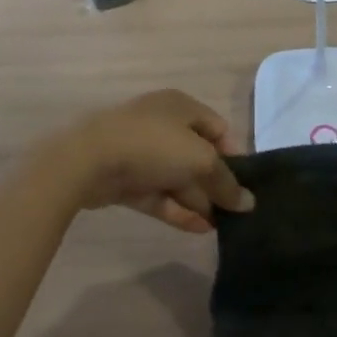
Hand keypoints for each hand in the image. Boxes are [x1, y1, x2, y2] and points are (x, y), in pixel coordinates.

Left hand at [55, 90, 252, 232]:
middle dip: (215, 183)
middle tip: (234, 211)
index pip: (218, 129)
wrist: (88, 161)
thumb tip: (249, 203)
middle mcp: (163, 125)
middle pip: (198, 156)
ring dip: (199, 201)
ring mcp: (142, 153)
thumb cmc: (153, 145)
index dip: (233, 155)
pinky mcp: (126, 180)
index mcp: (182, 107)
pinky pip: (158, 195)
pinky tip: (199, 229)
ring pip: (177, 178)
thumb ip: (226, 182)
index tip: (243, 183)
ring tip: (220, 227)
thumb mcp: (200, 160)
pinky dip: (178, 210)